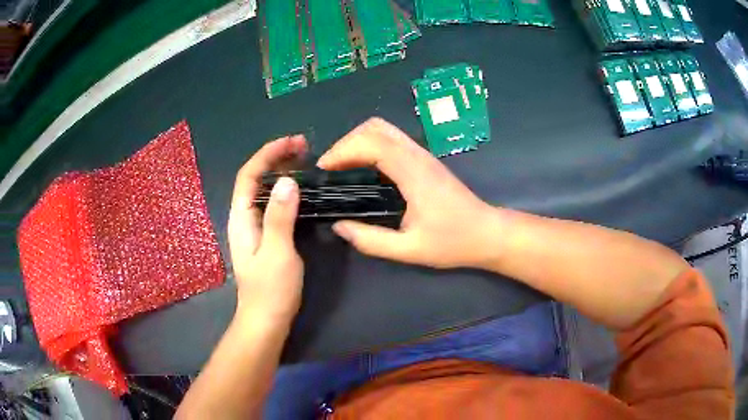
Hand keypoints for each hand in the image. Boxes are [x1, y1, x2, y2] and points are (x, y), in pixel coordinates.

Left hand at [228, 135, 305, 324]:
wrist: (266, 320)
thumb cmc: (271, 289)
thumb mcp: (278, 252)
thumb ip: (280, 216)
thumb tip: (286, 181)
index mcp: (241, 218)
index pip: (249, 175)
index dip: (268, 154)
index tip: (293, 142)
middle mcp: (243, 217)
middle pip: (254, 178)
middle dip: (275, 157)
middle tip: (303, 147)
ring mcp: (253, 227)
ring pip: (263, 189)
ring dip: (280, 170)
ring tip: (303, 160)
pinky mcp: (263, 235)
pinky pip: (271, 203)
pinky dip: (284, 189)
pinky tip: (298, 189)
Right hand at [317, 118, 497, 268]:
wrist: (487, 233)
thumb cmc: (453, 242)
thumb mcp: (409, 250)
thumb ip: (371, 241)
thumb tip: (339, 227)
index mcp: (413, 173)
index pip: (372, 143)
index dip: (343, 150)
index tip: (325, 170)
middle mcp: (417, 156)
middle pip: (375, 127)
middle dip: (347, 142)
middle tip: (332, 169)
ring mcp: (423, 155)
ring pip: (384, 129)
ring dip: (358, 142)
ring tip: (342, 168)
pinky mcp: (425, 160)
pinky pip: (392, 140)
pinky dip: (371, 146)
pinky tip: (363, 169)